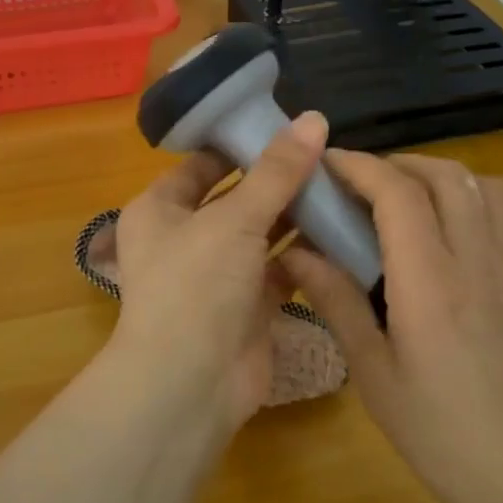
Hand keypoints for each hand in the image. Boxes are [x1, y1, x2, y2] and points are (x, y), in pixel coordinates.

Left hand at [111, 112, 330, 427]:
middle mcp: (184, 238)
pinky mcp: (247, 306)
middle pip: (236, 198)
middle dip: (278, 180)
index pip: (203, 163)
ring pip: (261, 234)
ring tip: (342, 185)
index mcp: (160, 209)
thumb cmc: (196, 285)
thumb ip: (277, 171)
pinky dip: (305, 255)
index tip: (289, 126)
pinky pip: (279, 270)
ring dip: (296, 216)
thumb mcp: (234, 218)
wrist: (189, 385)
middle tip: (328, 154)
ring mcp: (216, 275)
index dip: (242, 143)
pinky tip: (342, 231)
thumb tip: (314, 117)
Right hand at [279, 150, 502, 502]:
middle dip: (395, 163)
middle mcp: (476, 261)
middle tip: (357, 182)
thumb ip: (335, 301)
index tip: (326, 164)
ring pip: (480, 185)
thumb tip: (293, 251)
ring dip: (436, 174)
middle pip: (443, 176)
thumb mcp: (372, 371)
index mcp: (430, 283)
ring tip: (402, 195)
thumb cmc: (437, 430)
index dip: (359, 166)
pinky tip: (446, 226)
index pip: (398, 194)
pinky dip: (469, 195)